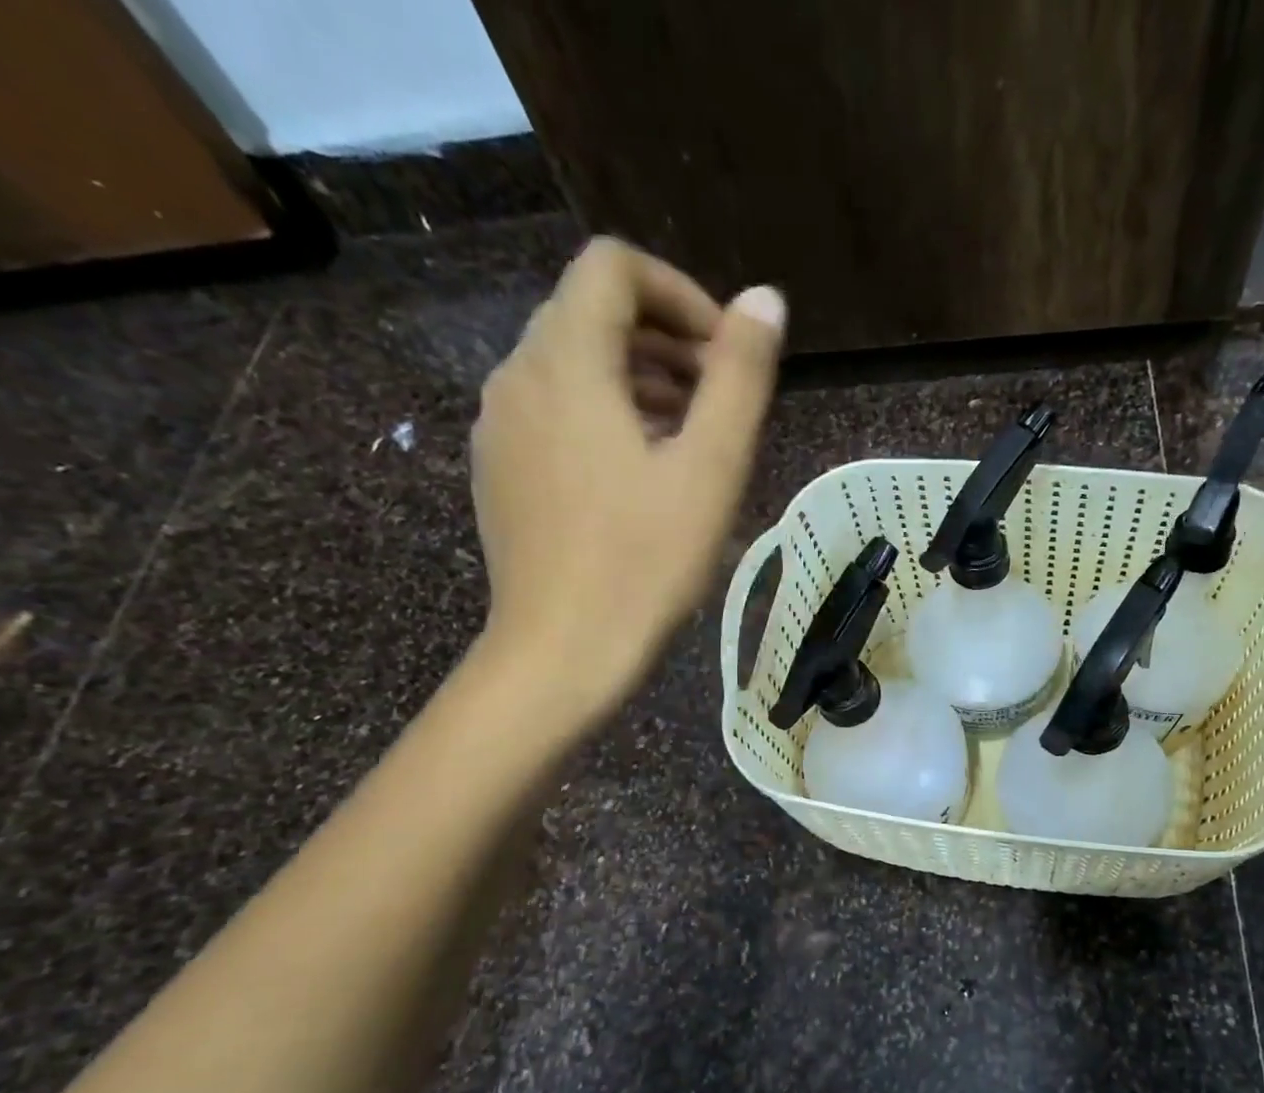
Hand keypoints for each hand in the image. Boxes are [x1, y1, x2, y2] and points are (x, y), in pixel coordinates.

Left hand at [468, 237, 785, 719]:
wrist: (561, 653)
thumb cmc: (644, 562)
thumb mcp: (710, 468)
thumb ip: (739, 377)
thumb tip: (763, 301)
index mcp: (567, 361)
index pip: (613, 268)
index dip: (679, 294)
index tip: (726, 355)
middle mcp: (517, 376)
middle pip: (591, 315)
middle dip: (666, 342)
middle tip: (721, 402)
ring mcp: (499, 427)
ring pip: (572, 367)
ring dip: (639, 382)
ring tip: (693, 441)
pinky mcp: (499, 472)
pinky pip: (553, 414)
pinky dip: (604, 419)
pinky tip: (642, 479)